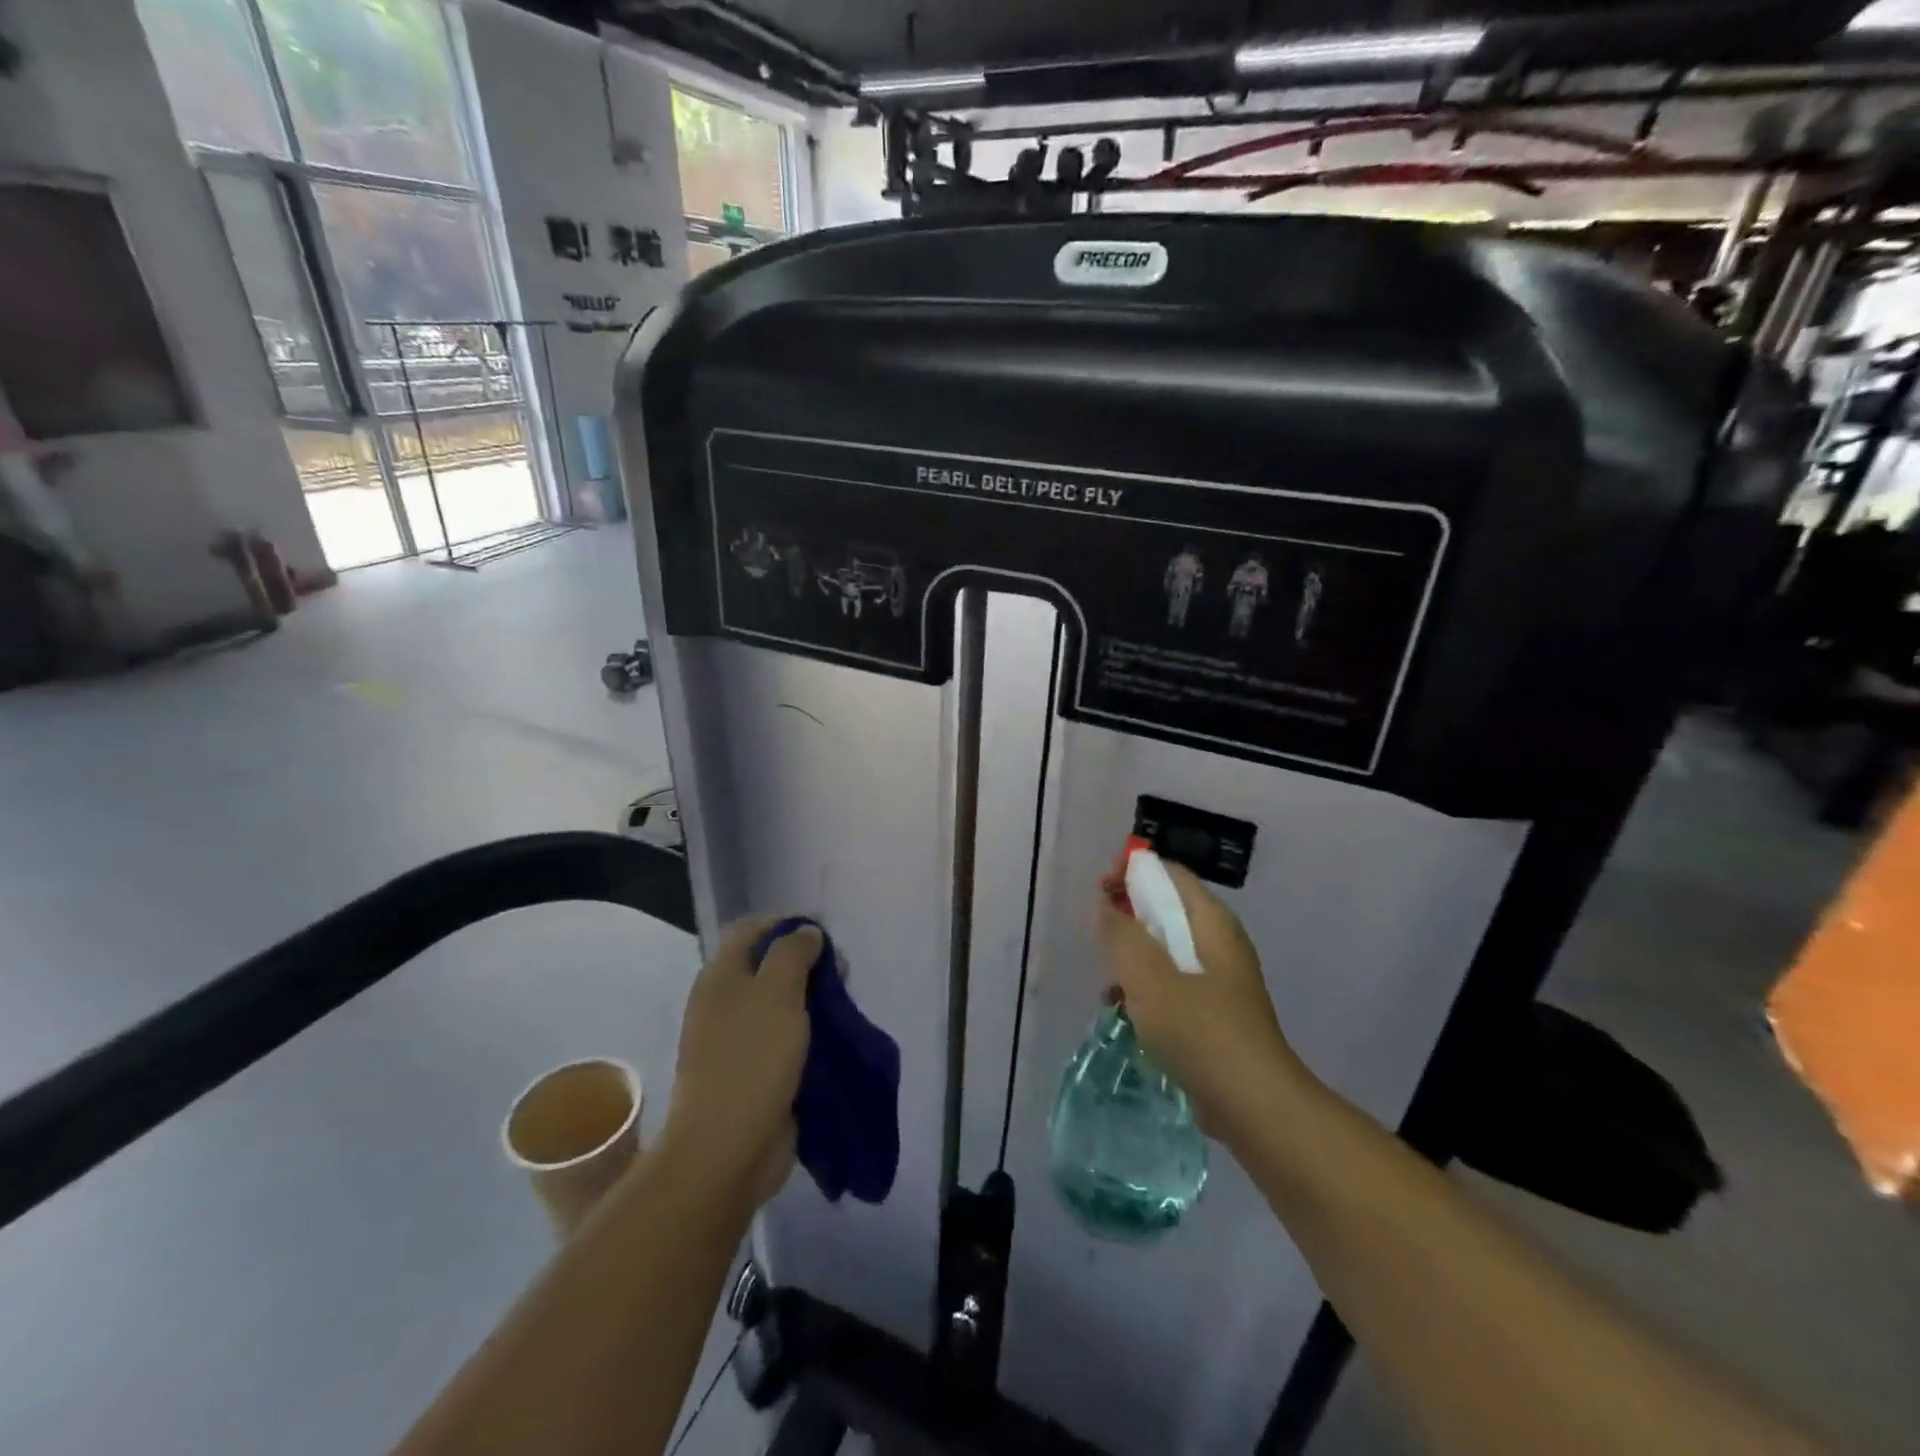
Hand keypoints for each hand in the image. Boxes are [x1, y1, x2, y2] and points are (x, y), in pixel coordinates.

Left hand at [661, 917, 820, 1204]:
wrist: (726, 1150)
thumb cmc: (751, 1060)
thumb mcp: (777, 992)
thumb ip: (794, 953)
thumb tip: (807, 932)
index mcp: (721, 976)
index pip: (753, 930)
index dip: (788, 924)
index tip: (825, 932)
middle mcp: (725, 1002)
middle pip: (769, 966)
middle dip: (807, 964)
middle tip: (841, 972)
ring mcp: (738, 1040)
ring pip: (781, 1004)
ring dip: (812, 1001)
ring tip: (844, 1005)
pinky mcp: (755, 1072)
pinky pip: (786, 1039)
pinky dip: (809, 1034)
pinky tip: (834, 1036)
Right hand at [1096, 861, 1307, 1141]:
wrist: (1255, 1106)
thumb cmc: (1201, 1031)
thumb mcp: (1149, 977)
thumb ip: (1121, 936)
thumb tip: (1104, 907)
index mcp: (1212, 922)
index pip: (1170, 873)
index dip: (1132, 872)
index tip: (1100, 893)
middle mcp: (1219, 942)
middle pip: (1166, 909)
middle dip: (1128, 917)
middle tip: (1097, 937)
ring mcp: (1219, 980)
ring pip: (1165, 950)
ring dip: (1133, 958)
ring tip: (1107, 984)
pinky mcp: (1214, 1014)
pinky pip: (1172, 985)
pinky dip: (1146, 989)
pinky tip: (1125, 1013)